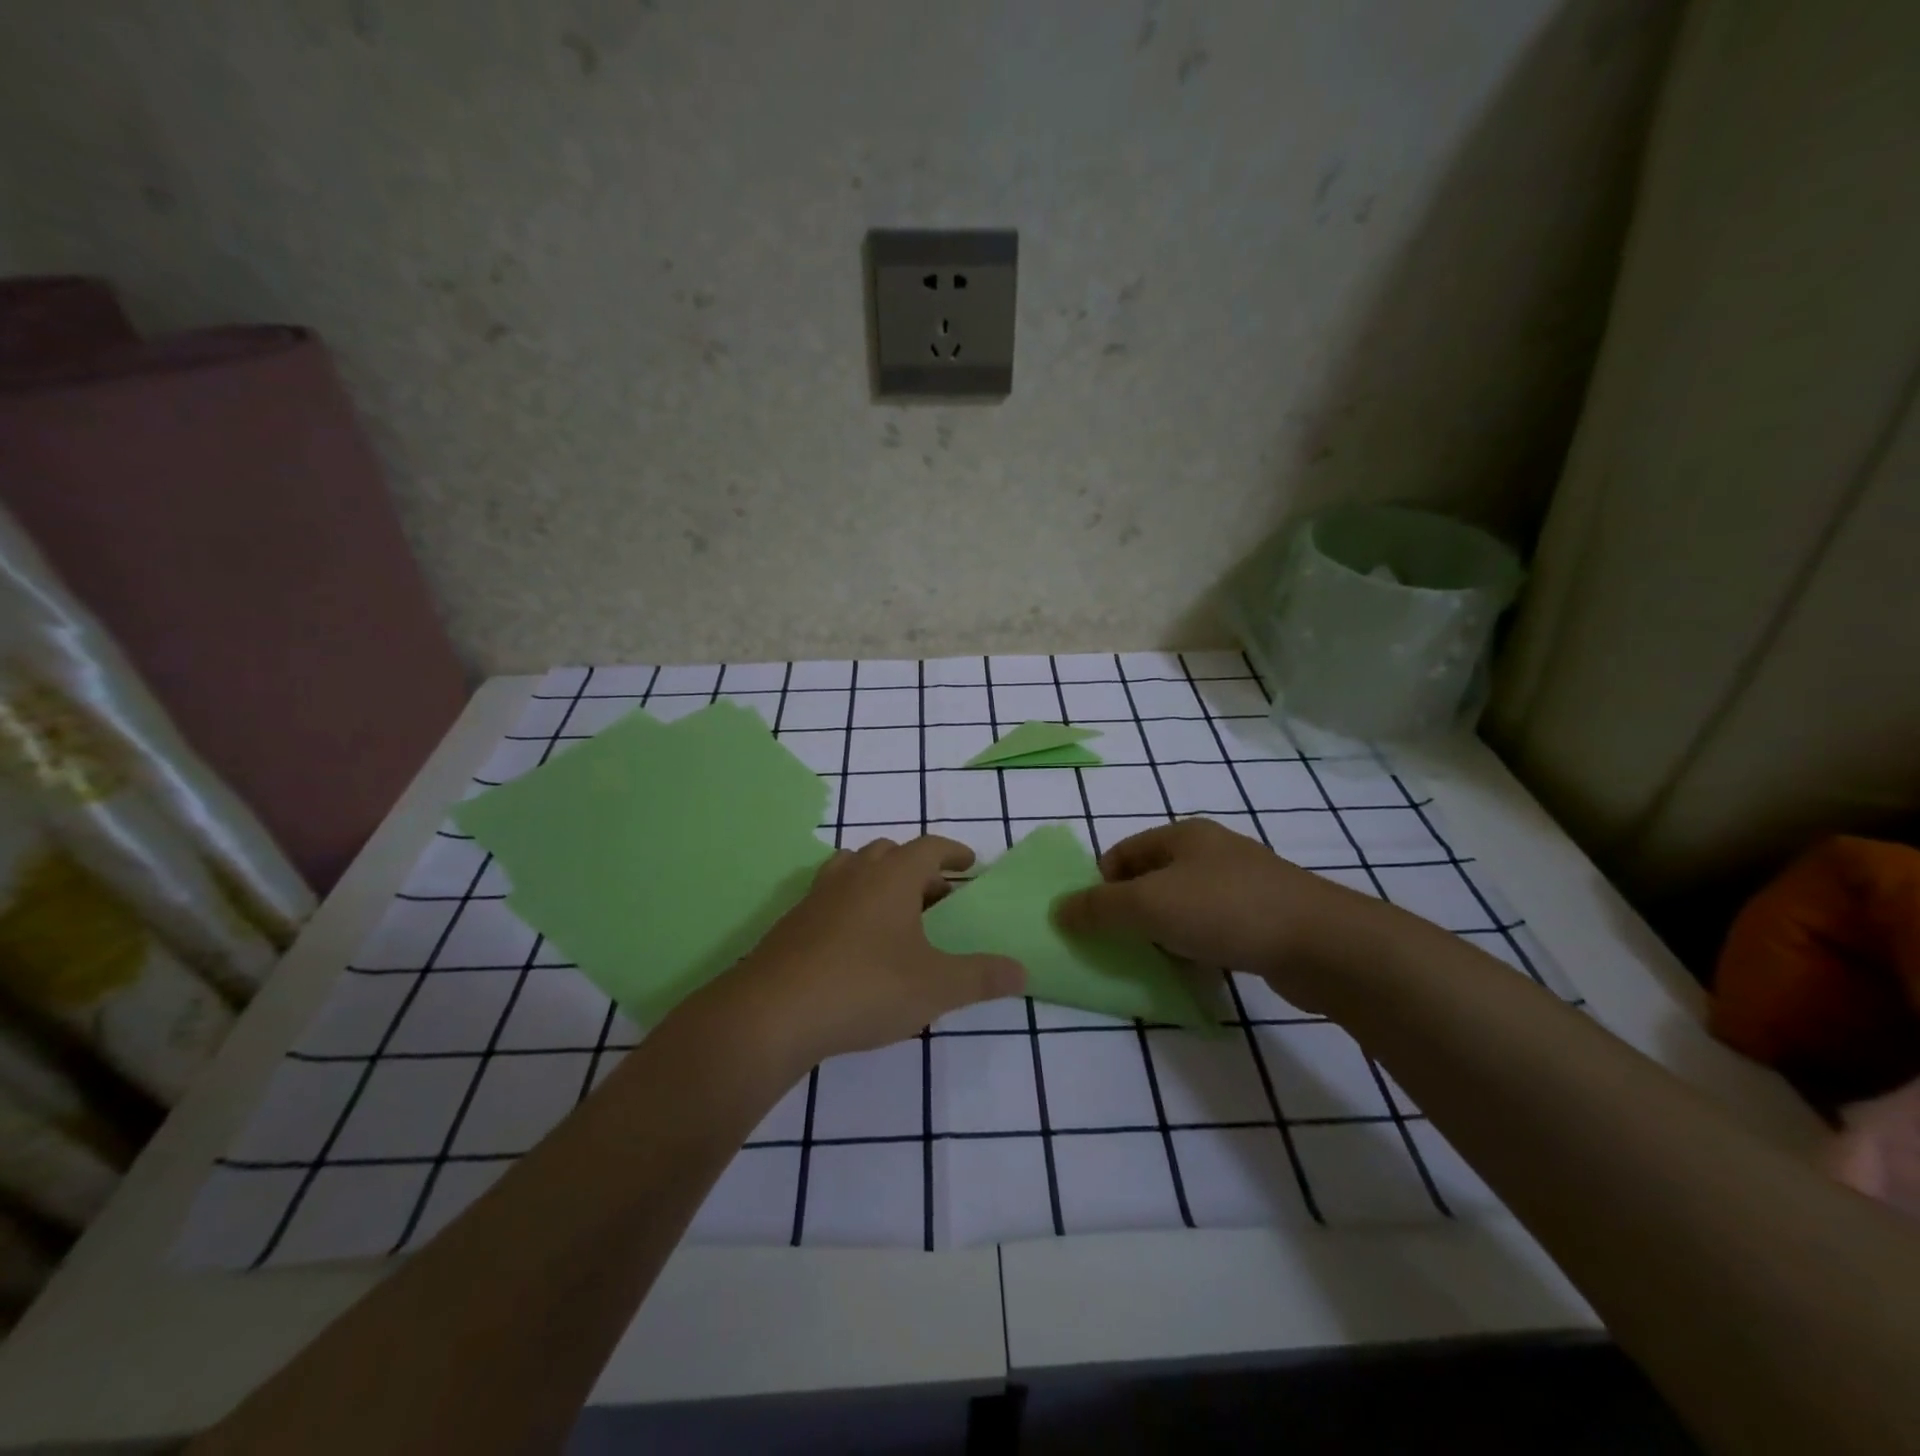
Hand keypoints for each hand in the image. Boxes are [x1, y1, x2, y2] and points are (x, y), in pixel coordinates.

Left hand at [718, 836, 1025, 1071]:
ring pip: (855, 870)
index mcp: (892, 876)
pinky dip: (852, 906)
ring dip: (880, 882)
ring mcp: (818, 896)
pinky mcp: (793, 922)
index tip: (969, 863)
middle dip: (918, 869)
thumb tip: (1022, 971)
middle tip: (937, 897)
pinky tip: (857, 945)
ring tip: (897, 915)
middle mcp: (854, 874)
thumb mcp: (936, 986)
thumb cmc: (866, 987)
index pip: (929, 847)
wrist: (773, 1013)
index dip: (953, 852)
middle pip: (890, 853)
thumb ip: (982, 977)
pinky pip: (831, 897)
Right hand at [1052, 819, 1394, 1011]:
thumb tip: (1058, 909)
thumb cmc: (1226, 911)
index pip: (1121, 854)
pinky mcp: (1264, 917)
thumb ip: (1099, 908)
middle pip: (1151, 880)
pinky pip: (1213, 929)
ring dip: (1163, 933)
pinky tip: (1198, 970)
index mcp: (1183, 836)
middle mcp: (1211, 852)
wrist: (1323, 944)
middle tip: (1122, 946)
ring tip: (1158, 962)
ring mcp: (1242, 884)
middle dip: (1131, 913)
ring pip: (1182, 906)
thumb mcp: (1149, 905)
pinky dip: (1196, 947)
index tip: (1095, 924)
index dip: (1100, 886)